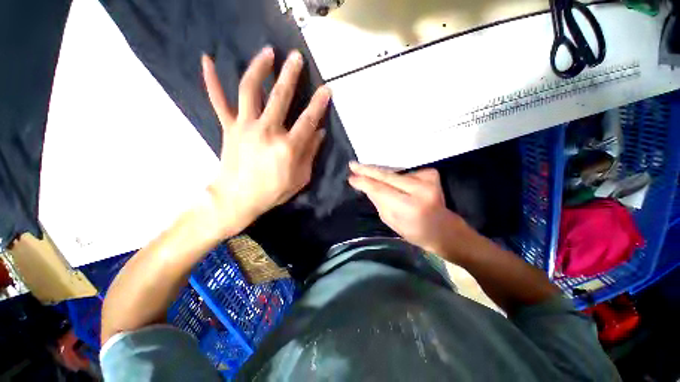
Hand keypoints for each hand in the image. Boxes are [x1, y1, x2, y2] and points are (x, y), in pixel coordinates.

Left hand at [201, 47, 330, 237]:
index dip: (318, 104)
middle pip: (280, 97)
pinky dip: (212, 81)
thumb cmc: (273, 191)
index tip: (326, 90)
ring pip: (250, 90)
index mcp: (287, 147)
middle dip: (290, 74)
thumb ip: (311, 153)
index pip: (307, 120)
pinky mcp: (228, 128)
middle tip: (296, 56)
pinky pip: (218, 101)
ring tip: (267, 52)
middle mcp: (267, 131)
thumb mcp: (300, 178)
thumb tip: (319, 133)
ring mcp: (244, 127)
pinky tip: (207, 61)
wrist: (238, 199)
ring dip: (259, 68)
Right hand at [348, 162, 467, 253]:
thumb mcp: (392, 221)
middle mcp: (420, 189)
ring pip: (394, 173)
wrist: (444, 229)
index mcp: (410, 207)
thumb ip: (379, 201)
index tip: (351, 178)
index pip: (380, 189)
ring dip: (379, 173)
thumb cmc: (415, 232)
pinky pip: (404, 172)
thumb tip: (366, 186)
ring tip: (364, 170)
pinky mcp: (431, 174)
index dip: (364, 183)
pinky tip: (392, 181)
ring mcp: (428, 179)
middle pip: (387, 176)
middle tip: (353, 165)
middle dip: (368, 171)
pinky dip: (395, 176)